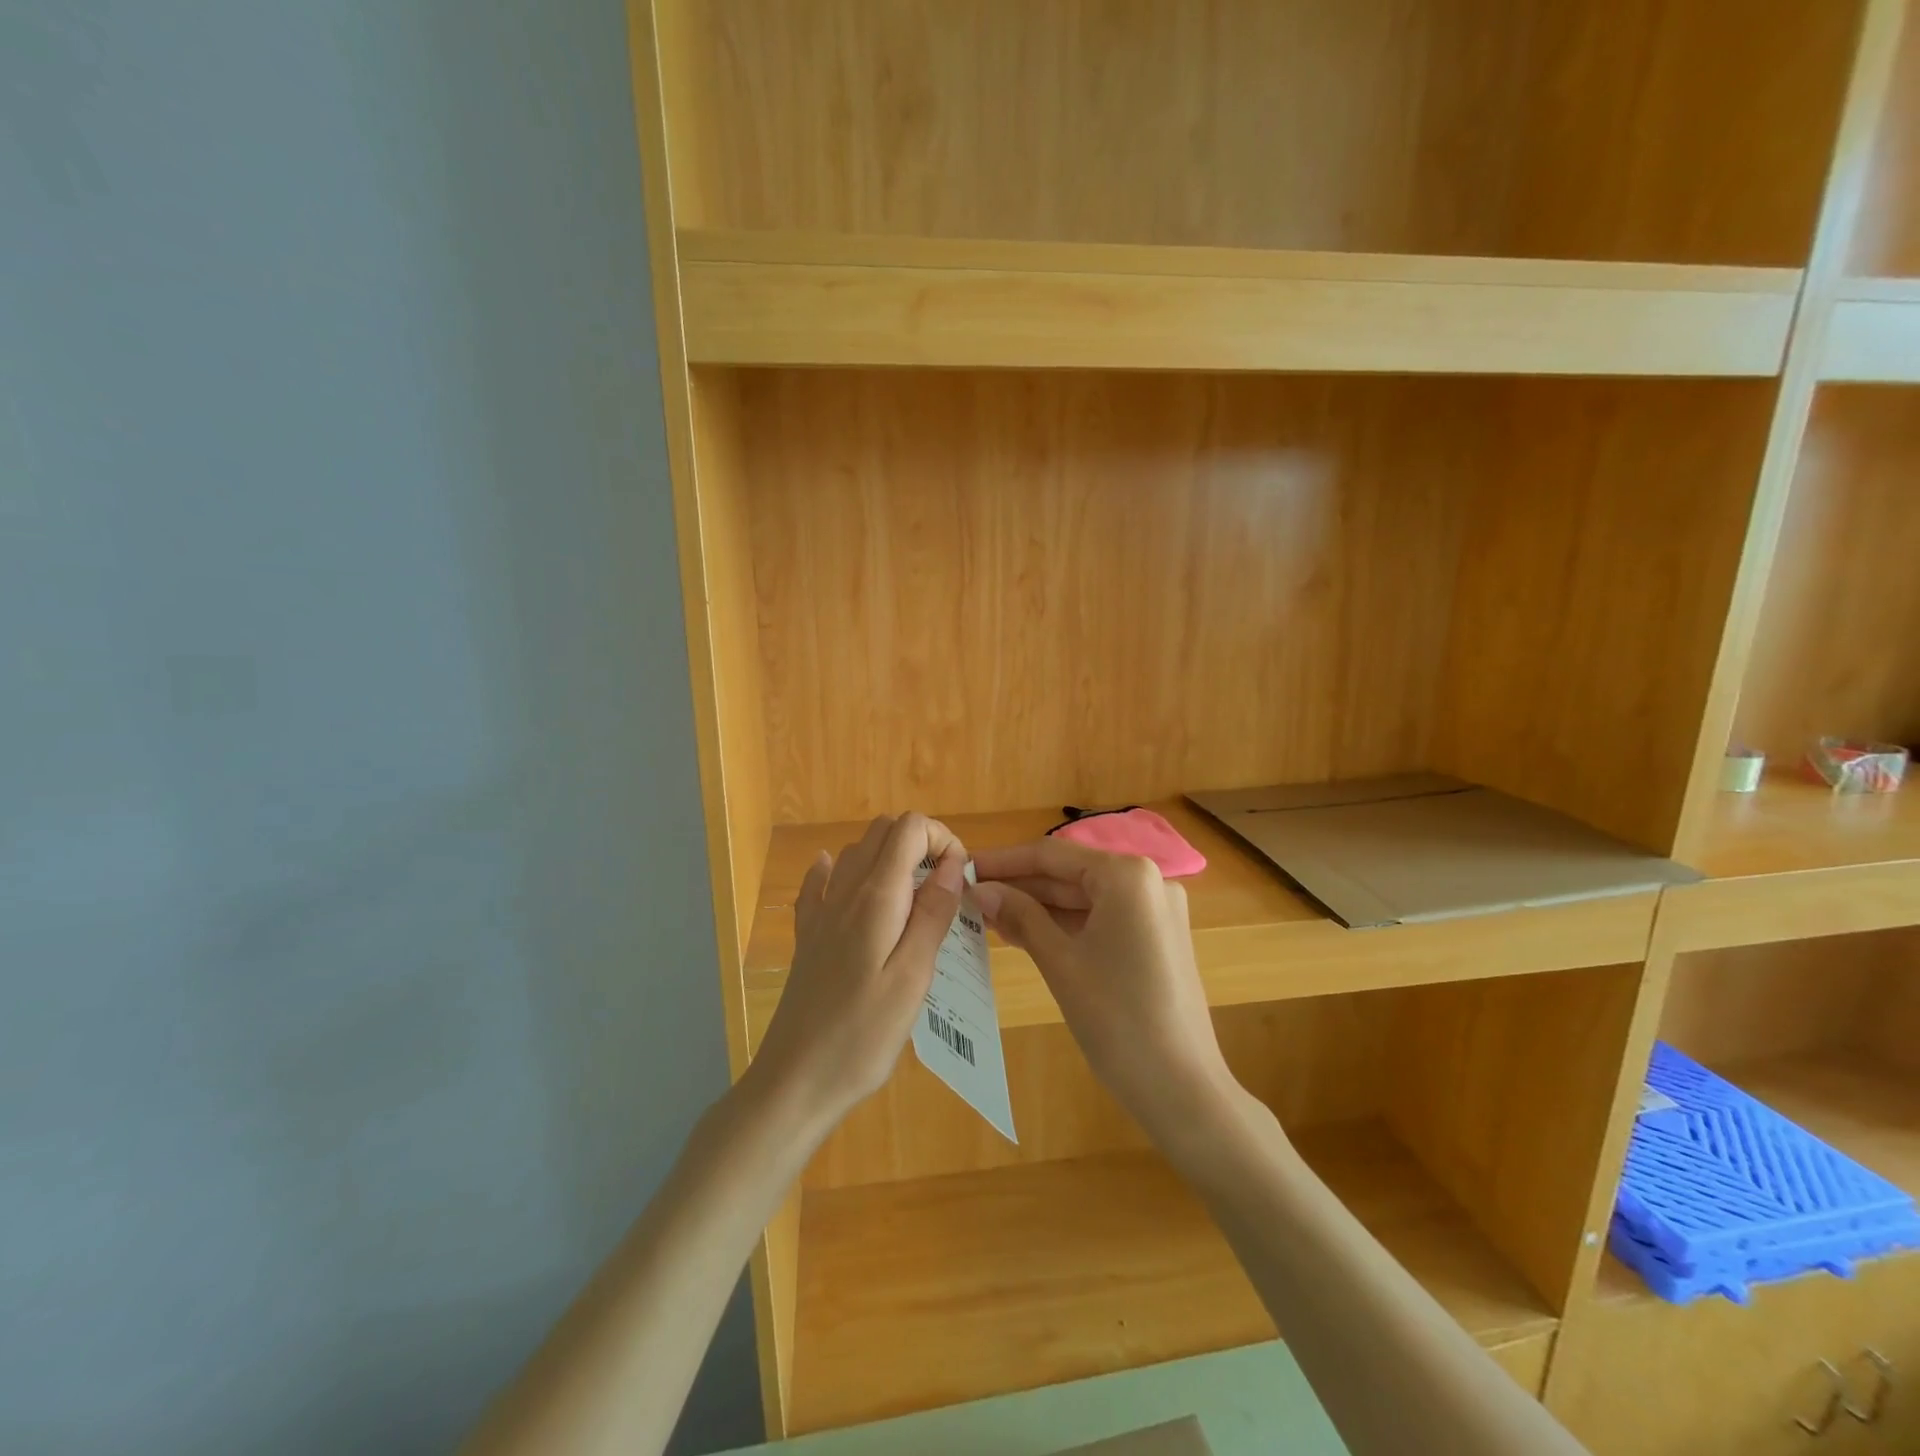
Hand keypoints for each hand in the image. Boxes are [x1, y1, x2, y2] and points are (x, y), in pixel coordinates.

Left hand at [746, 813, 965, 1137]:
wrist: (794, 1081)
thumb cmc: (863, 1035)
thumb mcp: (913, 977)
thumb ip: (933, 914)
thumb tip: (952, 863)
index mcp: (875, 898)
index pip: (908, 828)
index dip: (940, 838)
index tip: (959, 878)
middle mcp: (844, 892)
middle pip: (882, 831)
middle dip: (920, 844)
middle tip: (944, 889)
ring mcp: (820, 912)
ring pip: (855, 852)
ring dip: (890, 859)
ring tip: (915, 901)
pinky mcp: (807, 936)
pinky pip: (819, 882)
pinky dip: (840, 871)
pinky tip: (848, 886)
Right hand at [970, 839, 1236, 1137]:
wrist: (1183, 1089)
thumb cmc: (1117, 1019)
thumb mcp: (1060, 962)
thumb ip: (1020, 916)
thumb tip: (980, 889)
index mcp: (1127, 876)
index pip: (1052, 855)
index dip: (1005, 861)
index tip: (965, 868)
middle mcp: (1148, 881)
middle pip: (1070, 874)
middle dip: (1021, 886)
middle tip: (971, 896)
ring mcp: (1155, 910)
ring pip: (1084, 898)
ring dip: (1039, 908)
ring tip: (988, 917)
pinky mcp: (1156, 938)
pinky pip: (1101, 919)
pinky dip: (1065, 926)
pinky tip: (1025, 934)